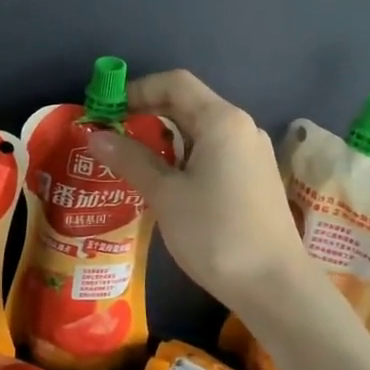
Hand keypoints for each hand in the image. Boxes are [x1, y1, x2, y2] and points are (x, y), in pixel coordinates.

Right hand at [86, 69, 314, 316]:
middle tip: (110, 136)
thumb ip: (130, 160)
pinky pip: (212, 153)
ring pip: (199, 131)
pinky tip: (163, 182)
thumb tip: (95, 135)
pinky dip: (182, 157)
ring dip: (163, 138)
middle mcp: (241, 128)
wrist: (274, 285)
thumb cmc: (215, 233)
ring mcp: (251, 154)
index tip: (106, 111)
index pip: (174, 83)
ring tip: (129, 160)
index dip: (137, 90)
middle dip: (146, 114)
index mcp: (222, 121)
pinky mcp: (253, 178)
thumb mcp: (165, 195)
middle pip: (188, 104)